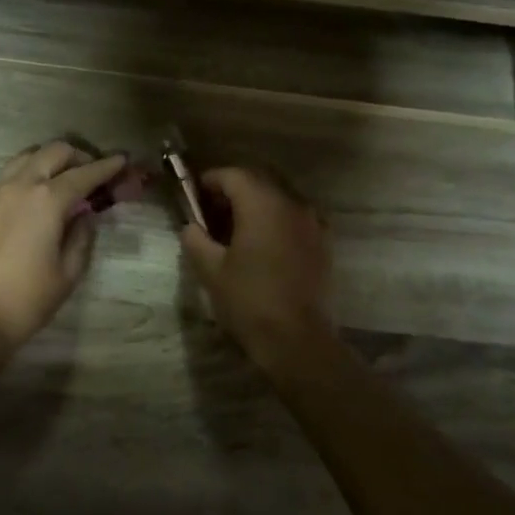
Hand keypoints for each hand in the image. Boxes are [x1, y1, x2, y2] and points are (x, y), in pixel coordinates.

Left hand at [0, 141, 128, 350]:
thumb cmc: (28, 299)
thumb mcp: (69, 272)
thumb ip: (82, 235)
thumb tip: (84, 214)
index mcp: (47, 199)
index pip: (84, 173)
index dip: (106, 166)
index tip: (121, 160)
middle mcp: (19, 185)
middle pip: (54, 152)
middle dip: (78, 157)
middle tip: (93, 173)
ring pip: (26, 156)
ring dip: (49, 160)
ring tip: (63, 179)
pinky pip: (7, 175)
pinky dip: (27, 173)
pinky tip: (34, 196)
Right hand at [180, 168, 332, 364]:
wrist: (297, 339)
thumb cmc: (249, 300)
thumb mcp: (211, 270)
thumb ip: (195, 240)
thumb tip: (191, 226)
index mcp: (262, 205)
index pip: (234, 175)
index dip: (211, 180)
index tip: (195, 193)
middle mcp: (292, 204)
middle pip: (259, 181)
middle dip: (234, 190)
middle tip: (212, 210)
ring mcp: (313, 223)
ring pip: (280, 198)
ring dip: (257, 204)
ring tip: (236, 228)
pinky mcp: (323, 242)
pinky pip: (295, 217)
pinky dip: (276, 220)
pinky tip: (263, 244)